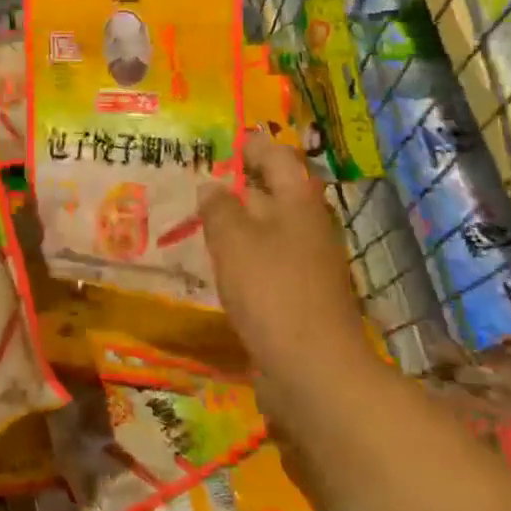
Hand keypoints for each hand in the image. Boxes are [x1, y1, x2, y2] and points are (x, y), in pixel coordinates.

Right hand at [200, 130, 375, 383]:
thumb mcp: (233, 240)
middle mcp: (307, 227)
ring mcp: (306, 263)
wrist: (313, 370)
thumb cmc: (272, 290)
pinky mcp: (297, 296)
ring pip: (267, 228)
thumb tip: (211, 185)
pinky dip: (241, 255)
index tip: (222, 140)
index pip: (277, 157)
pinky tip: (214, 262)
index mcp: (299, 202)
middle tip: (196, 178)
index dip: (251, 145)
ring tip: (196, 218)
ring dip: (236, 221)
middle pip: (274, 192)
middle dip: (238, 183)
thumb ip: (218, 207)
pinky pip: (265, 261)